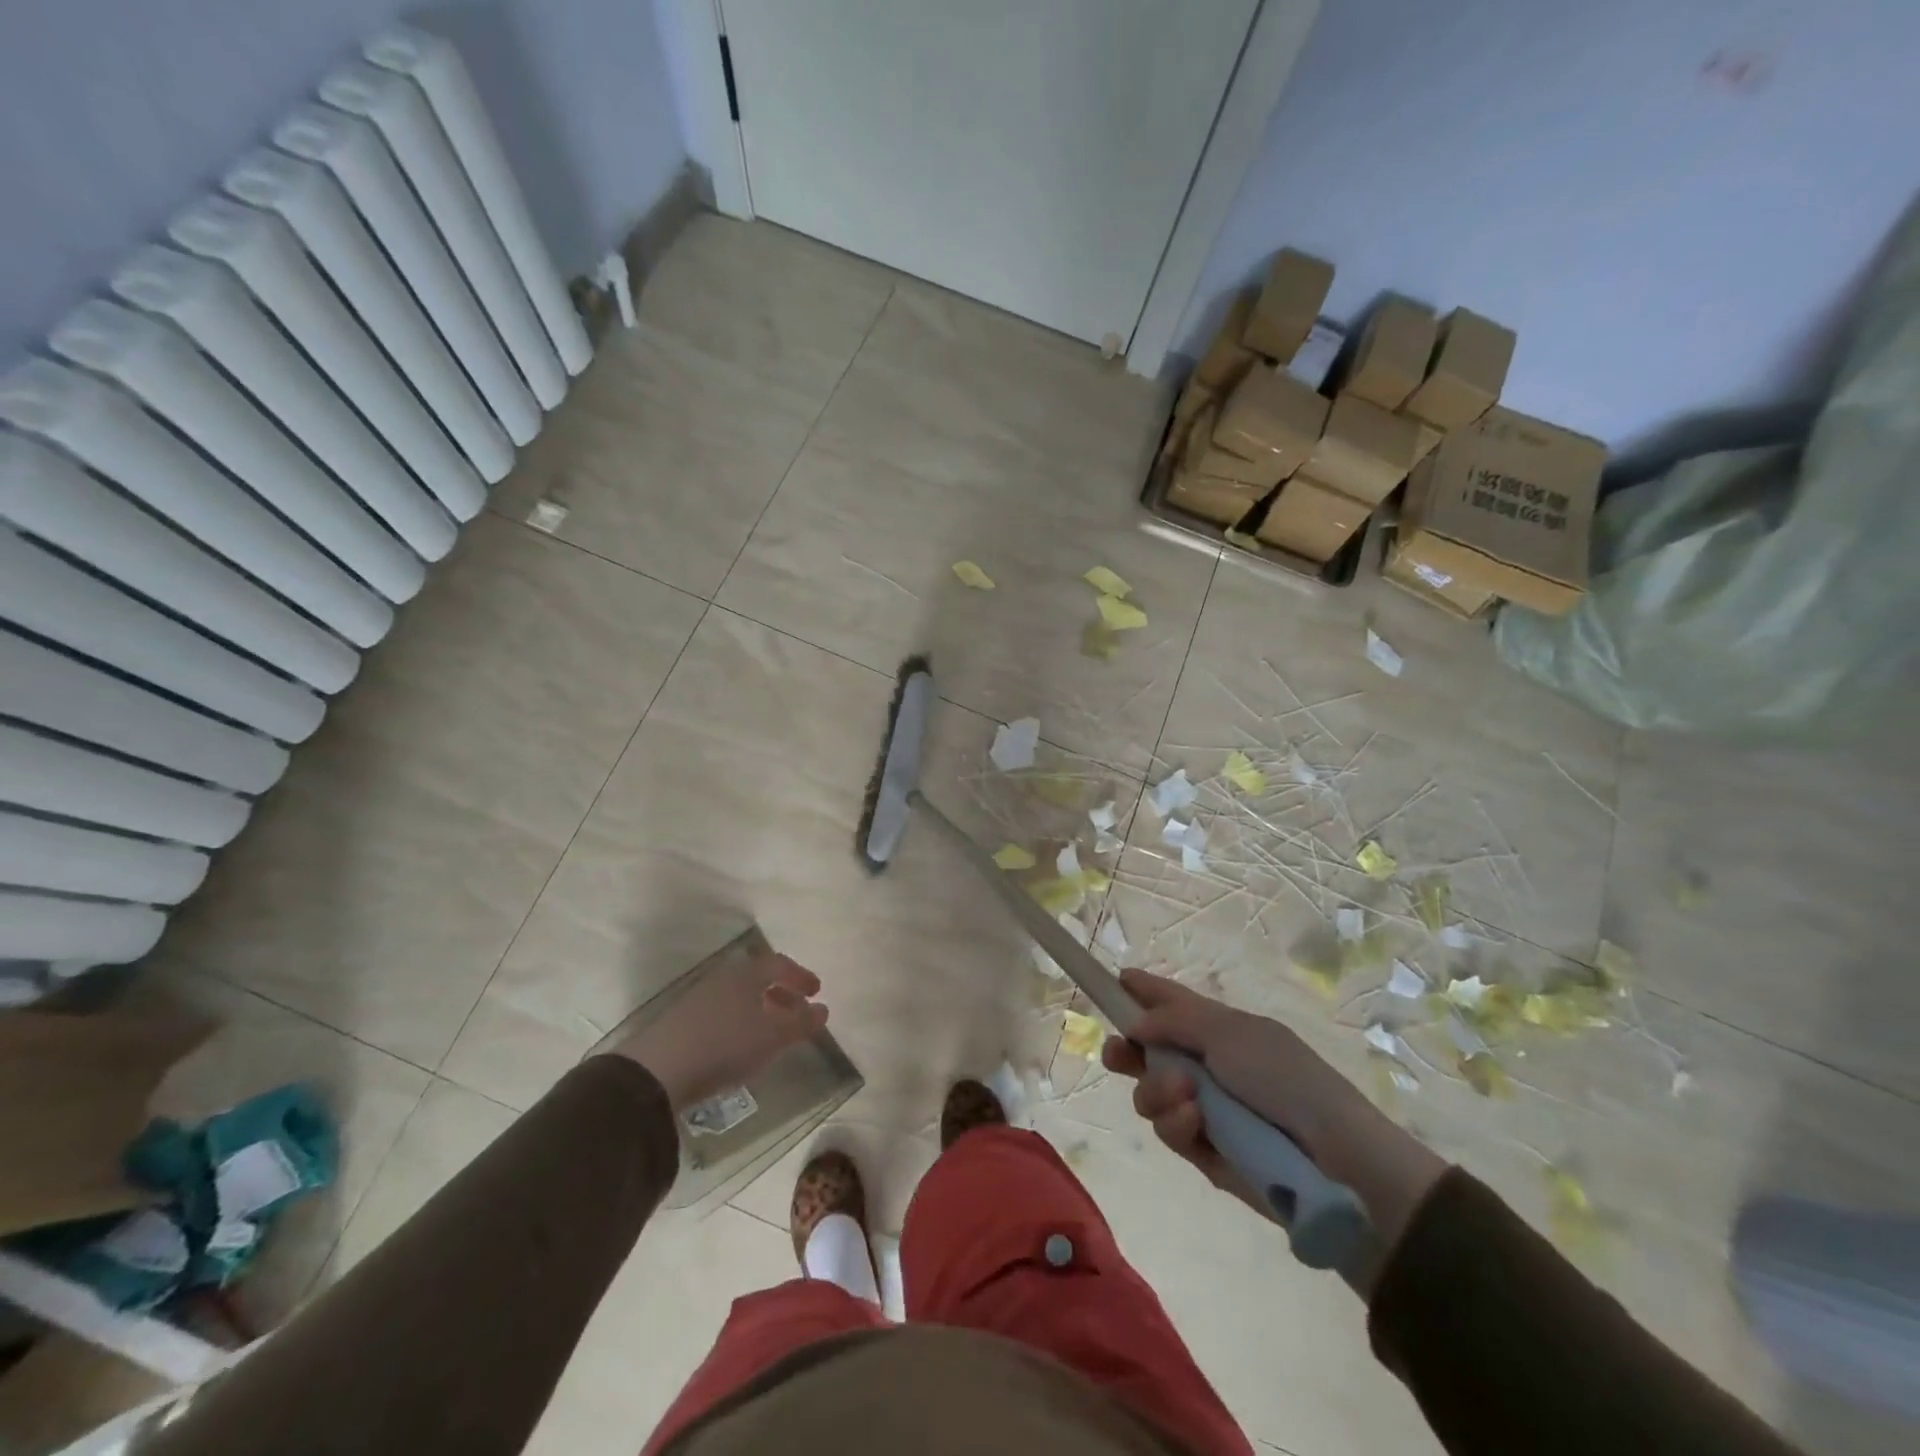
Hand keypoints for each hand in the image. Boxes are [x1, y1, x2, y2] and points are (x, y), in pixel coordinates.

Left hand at [605, 952, 827, 1109]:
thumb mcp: (773, 1038)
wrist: (657, 1070)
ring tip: (771, 1033)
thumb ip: (801, 1023)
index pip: (780, 964)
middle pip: (758, 978)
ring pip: (739, 996)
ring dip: (760, 1009)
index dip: (800, 976)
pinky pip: (721, 1012)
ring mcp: (699, 998)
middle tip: (797, 1012)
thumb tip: (823, 1009)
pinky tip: (739, 1046)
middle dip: (781, 993)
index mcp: (747, 974)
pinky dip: (739, 1021)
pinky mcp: (681, 1021)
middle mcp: (723, 978)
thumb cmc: (725, 1045)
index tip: (816, 992)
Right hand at [1101, 968, 1445, 1250]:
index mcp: (1218, 1027)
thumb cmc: (1282, 1077)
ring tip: (1183, 1093)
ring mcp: (1204, 1108)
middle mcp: (1205, 1064)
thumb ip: (1173, 1021)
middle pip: (1148, 1050)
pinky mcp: (1204, 1151)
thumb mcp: (1228, 1033)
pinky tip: (1195, 1121)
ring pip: (1151, 1093)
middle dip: (1125, 1051)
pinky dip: (1176, 1122)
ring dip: (1157, 1089)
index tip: (1115, 981)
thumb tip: (1134, 1024)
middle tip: (1115, 1054)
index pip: (1172, 1001)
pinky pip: (1170, 1130)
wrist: (1333, 1157)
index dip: (1143, 990)